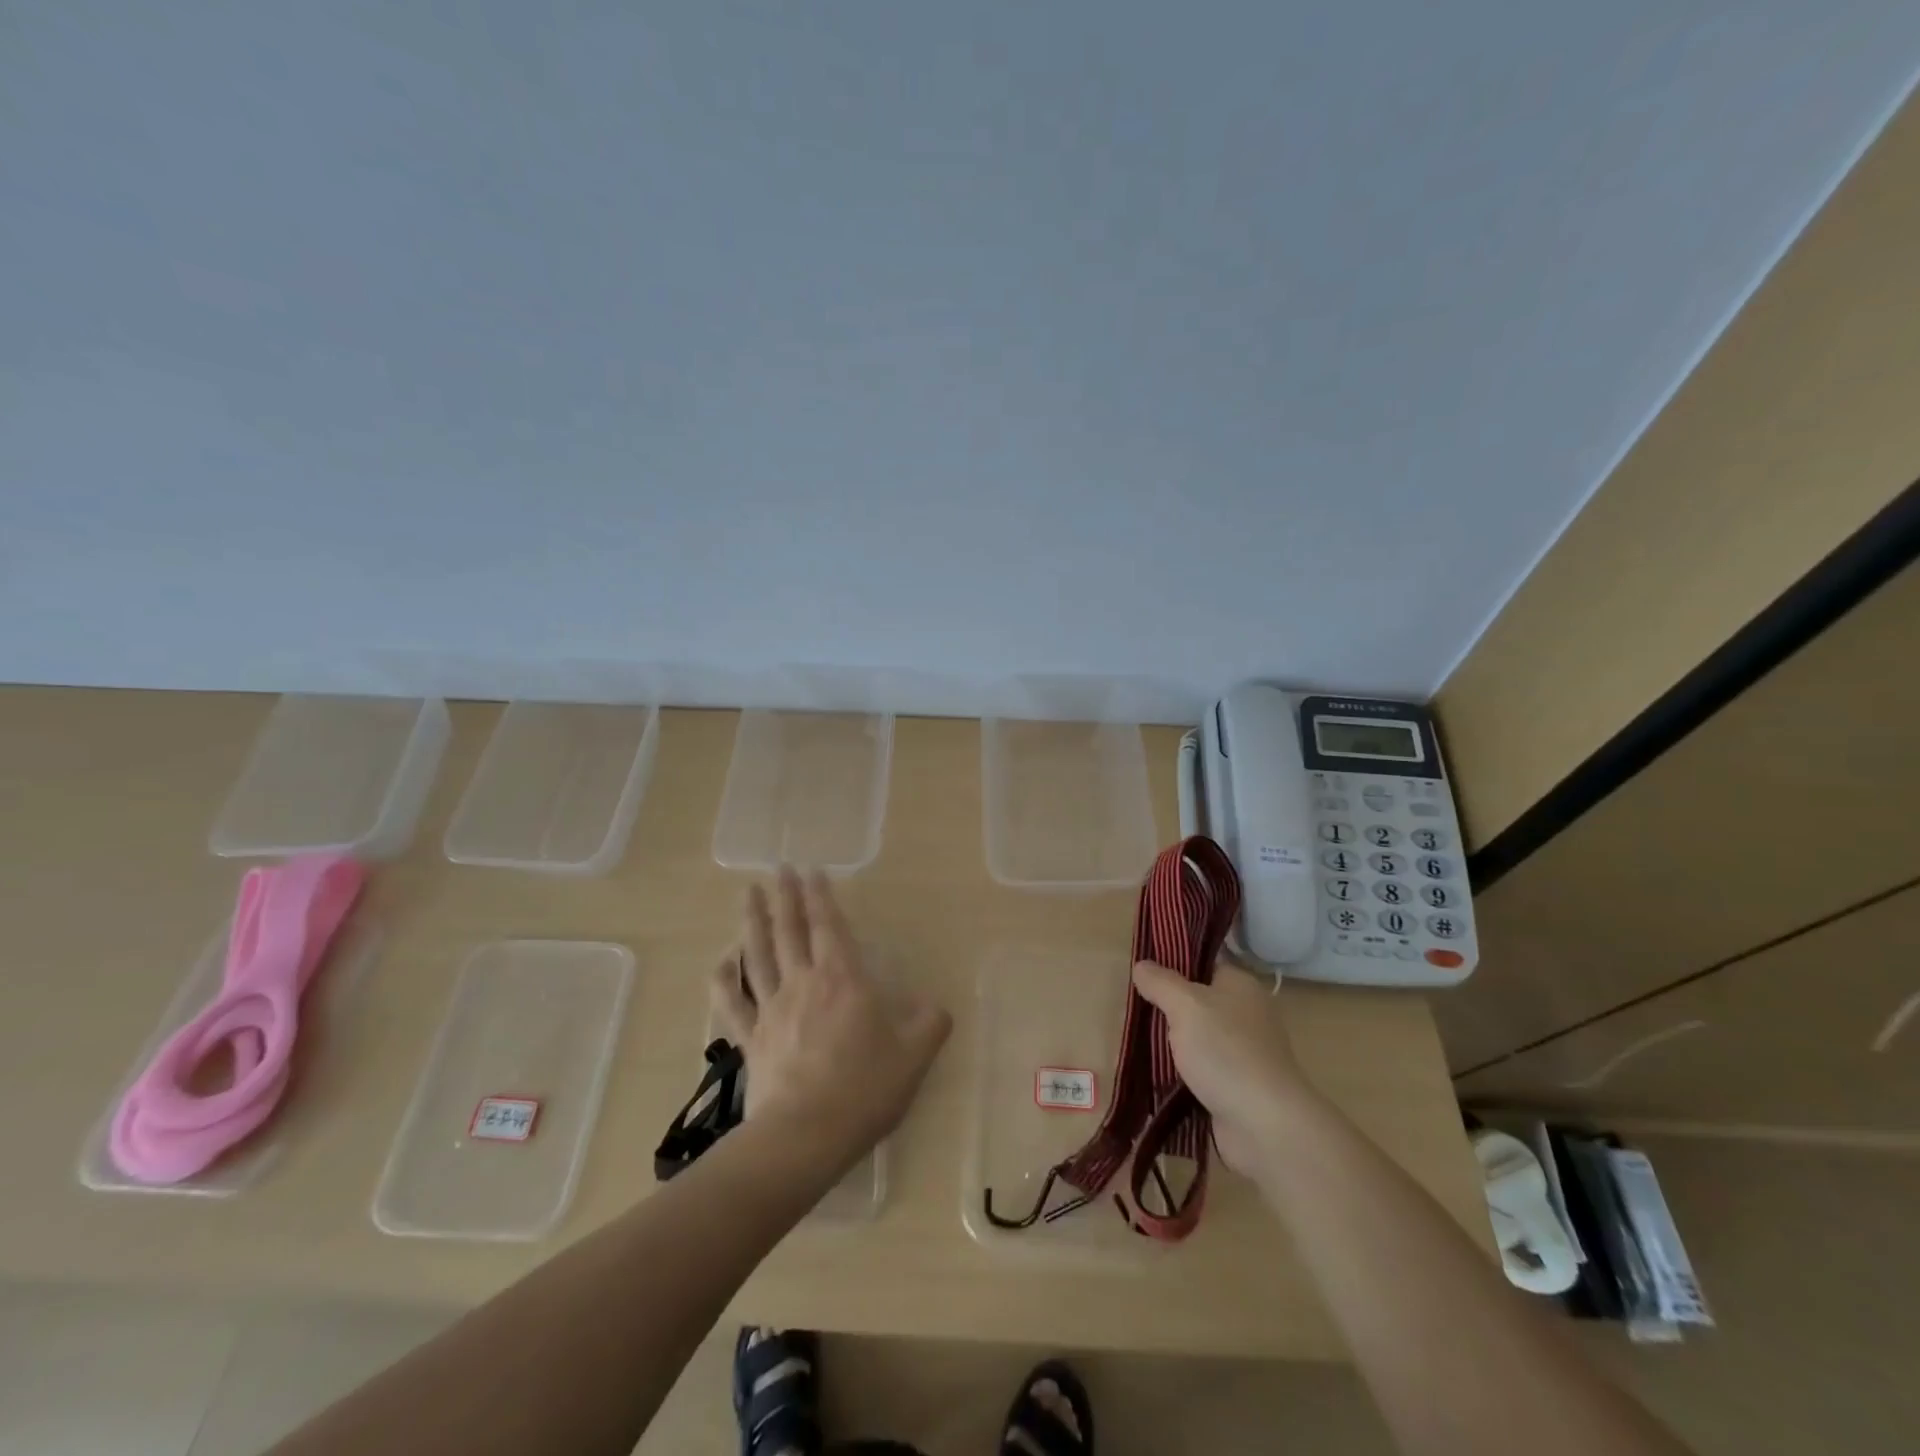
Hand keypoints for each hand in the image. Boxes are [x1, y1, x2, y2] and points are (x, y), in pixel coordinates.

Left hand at [710, 867, 951, 1174]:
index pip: (829, 926)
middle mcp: (803, 983)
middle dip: (785, 897)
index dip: (820, 896)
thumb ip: (930, 1023)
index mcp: (843, 979)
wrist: (806, 1135)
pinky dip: (725, 979)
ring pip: (758, 955)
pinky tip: (721, 962)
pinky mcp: (750, 1039)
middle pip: (789, 930)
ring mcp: (771, 1009)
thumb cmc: (864, 1088)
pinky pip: (733, 1003)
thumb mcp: (915, 1054)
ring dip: (753, 922)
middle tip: (778, 869)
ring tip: (747, 895)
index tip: (811, 870)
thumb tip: (936, 1007)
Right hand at [1131, 959, 1311, 1175]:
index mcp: (1240, 985)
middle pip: (1198, 1002)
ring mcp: (1244, 1052)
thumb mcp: (1185, 1005)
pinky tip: (1156, 1075)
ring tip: (1137, 1043)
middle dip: (1167, 1008)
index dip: (1173, 964)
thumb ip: (1161, 983)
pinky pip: (1202, 1069)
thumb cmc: (1226, 1051)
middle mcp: (1246, 1014)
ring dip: (1172, 1044)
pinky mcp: (1238, 1086)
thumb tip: (1142, 966)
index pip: (1203, 964)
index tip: (1142, 973)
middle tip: (1134, 1010)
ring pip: (1198, 1037)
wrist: (1265, 1124)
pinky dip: (1182, 1073)